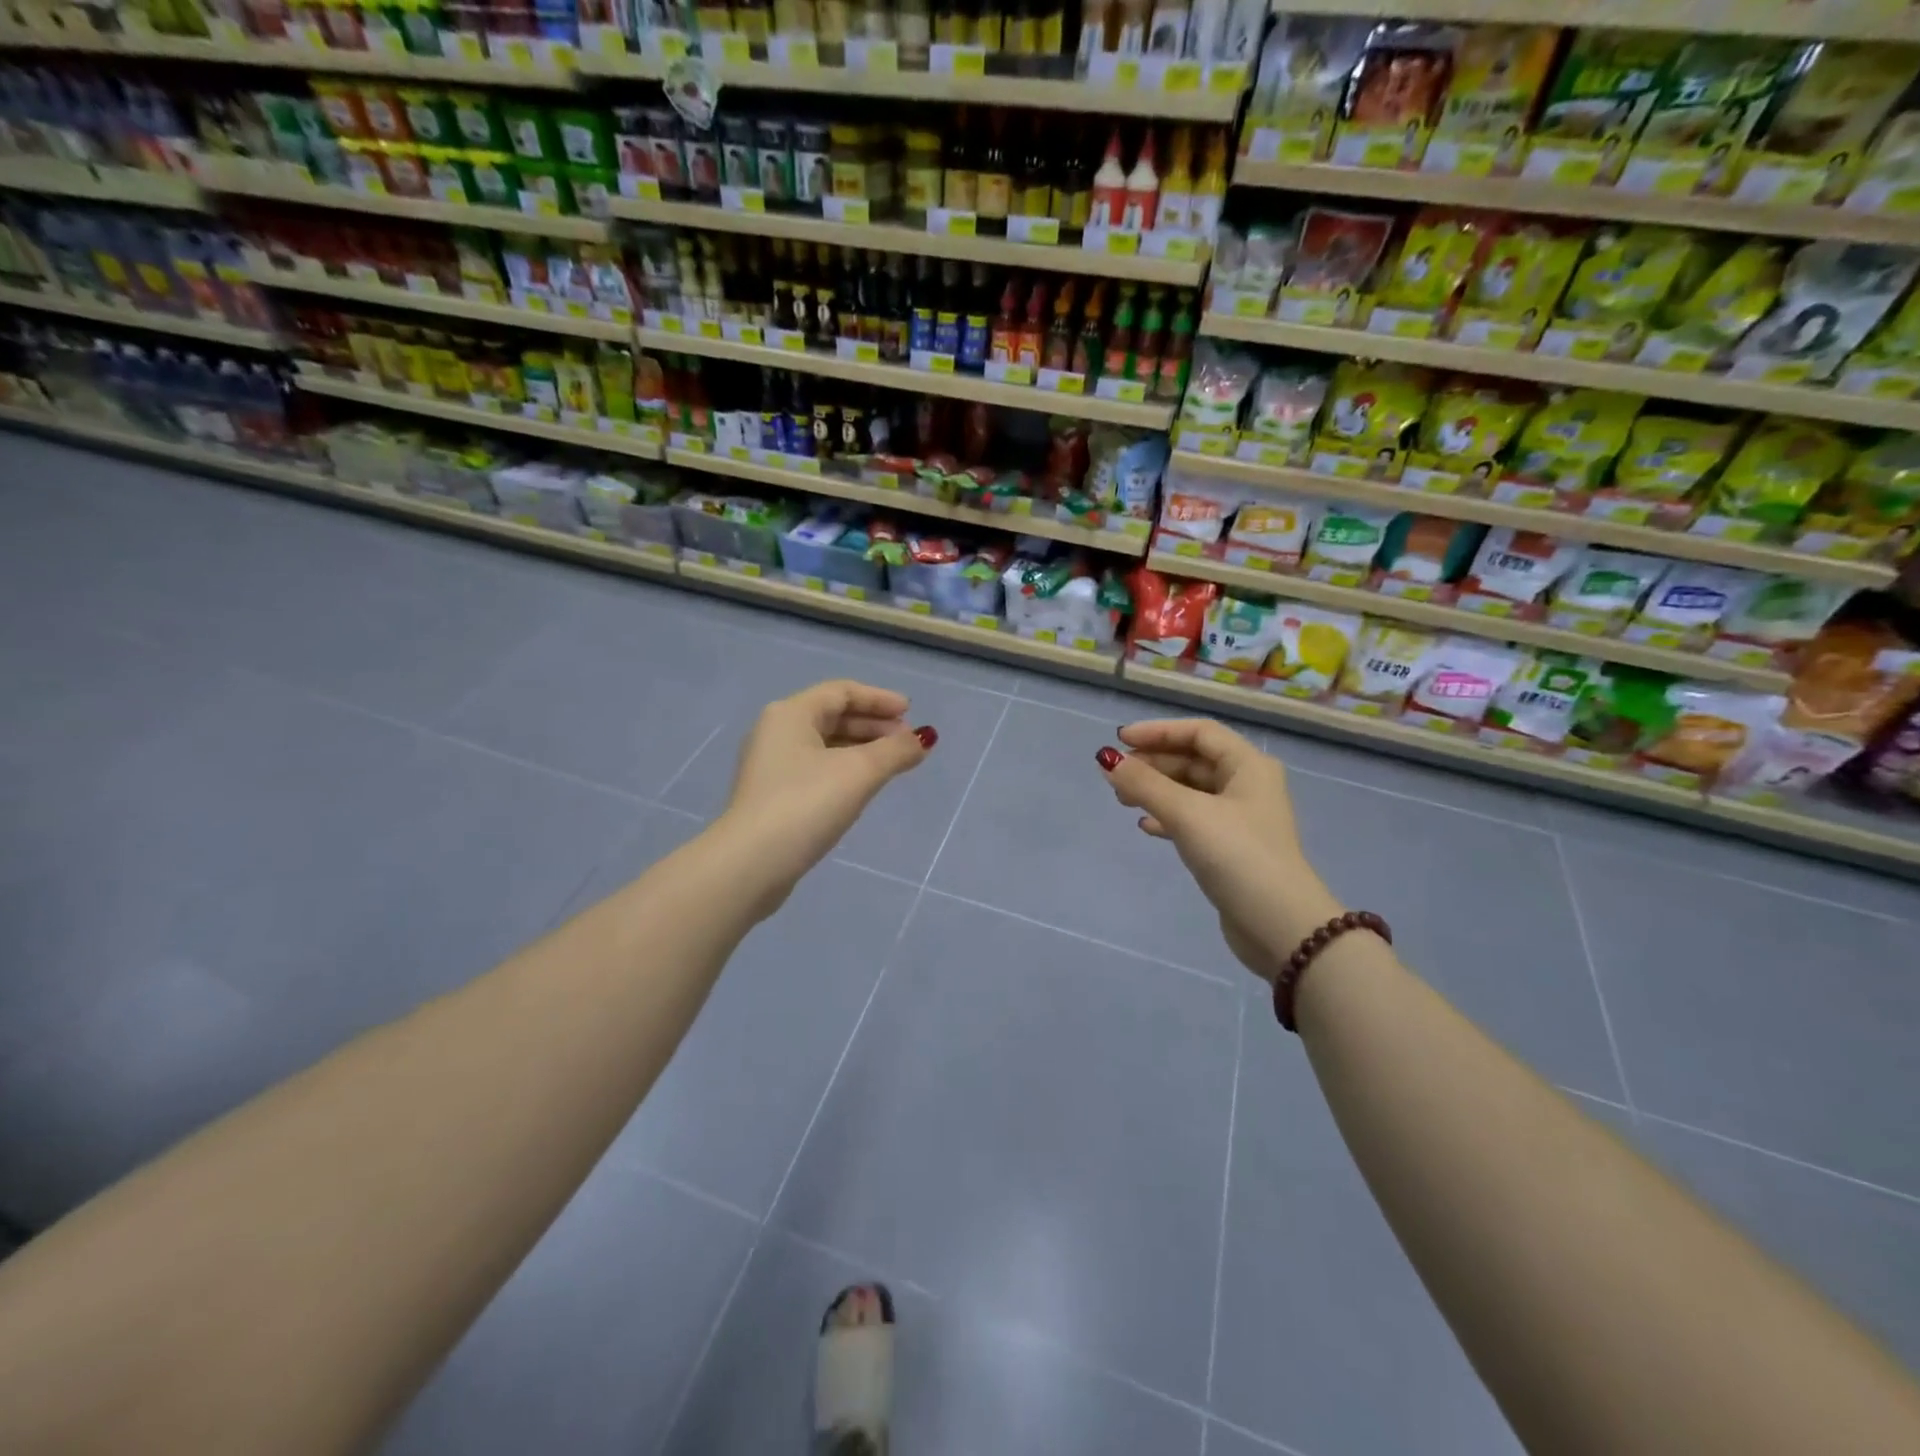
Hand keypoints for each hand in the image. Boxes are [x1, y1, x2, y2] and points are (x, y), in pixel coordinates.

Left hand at [718, 680, 933, 916]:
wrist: (750, 864)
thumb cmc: (806, 804)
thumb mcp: (859, 773)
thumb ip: (896, 751)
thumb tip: (924, 739)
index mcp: (790, 714)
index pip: (841, 692)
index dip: (879, 699)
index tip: (911, 713)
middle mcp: (776, 732)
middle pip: (833, 716)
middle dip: (874, 725)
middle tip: (906, 742)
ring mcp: (772, 766)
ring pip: (826, 745)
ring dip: (862, 749)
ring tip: (893, 765)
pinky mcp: (773, 796)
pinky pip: (817, 769)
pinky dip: (845, 769)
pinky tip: (863, 788)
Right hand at [1096, 719, 1342, 985]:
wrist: (1279, 926)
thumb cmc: (1237, 856)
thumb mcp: (1187, 814)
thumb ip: (1145, 784)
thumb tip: (1106, 759)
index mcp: (1248, 766)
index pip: (1199, 732)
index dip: (1158, 732)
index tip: (1119, 741)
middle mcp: (1248, 785)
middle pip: (1193, 760)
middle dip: (1153, 763)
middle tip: (1116, 776)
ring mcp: (1240, 818)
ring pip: (1191, 790)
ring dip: (1156, 789)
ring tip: (1122, 799)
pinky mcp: (1231, 847)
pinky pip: (1193, 818)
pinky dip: (1167, 816)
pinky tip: (1144, 825)